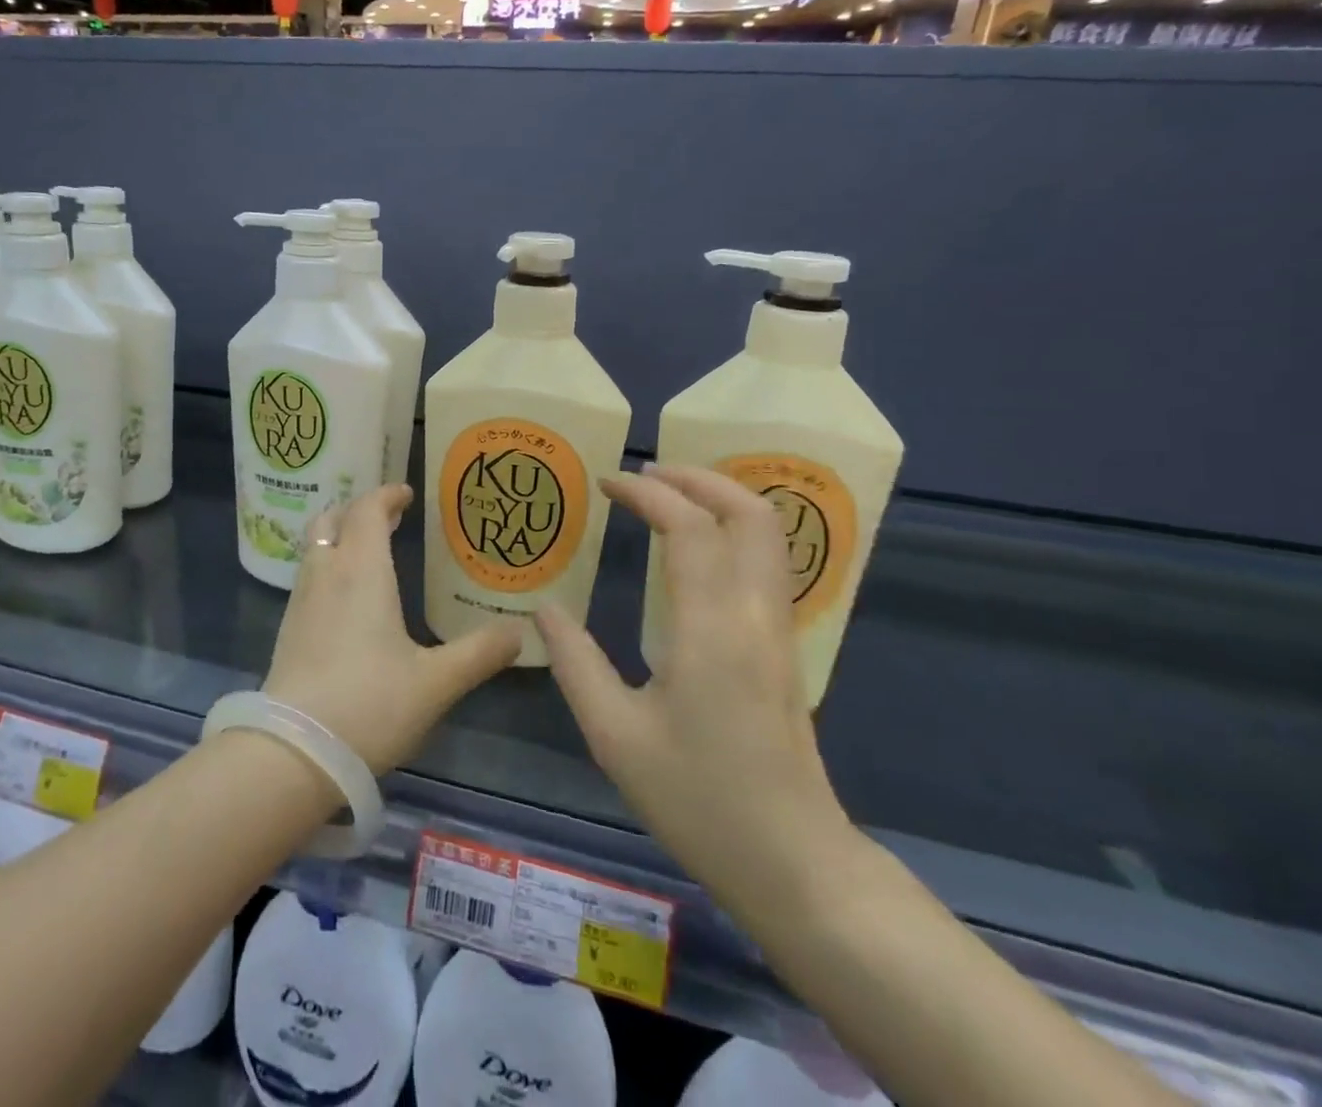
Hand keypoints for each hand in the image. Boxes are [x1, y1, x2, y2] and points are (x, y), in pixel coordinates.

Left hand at [262, 484, 523, 773]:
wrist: (294, 750)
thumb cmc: (371, 704)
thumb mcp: (436, 681)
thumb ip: (479, 653)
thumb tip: (519, 631)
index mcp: (362, 570)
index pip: (368, 510)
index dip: (386, 495)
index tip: (407, 495)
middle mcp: (326, 573)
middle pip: (332, 519)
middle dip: (359, 510)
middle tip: (389, 518)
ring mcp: (301, 599)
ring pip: (315, 546)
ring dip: (340, 535)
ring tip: (369, 550)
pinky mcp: (289, 627)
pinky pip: (309, 574)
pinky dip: (328, 564)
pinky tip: (347, 596)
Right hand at [534, 465, 850, 895]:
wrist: (794, 864)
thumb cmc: (698, 798)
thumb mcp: (614, 735)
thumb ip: (575, 662)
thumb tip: (544, 608)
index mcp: (712, 629)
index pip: (689, 527)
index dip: (648, 492)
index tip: (606, 482)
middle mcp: (755, 616)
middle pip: (751, 514)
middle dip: (699, 478)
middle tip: (646, 474)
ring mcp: (779, 631)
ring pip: (769, 536)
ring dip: (721, 500)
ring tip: (666, 499)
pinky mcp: (784, 649)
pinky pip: (766, 564)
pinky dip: (731, 532)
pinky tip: (692, 549)